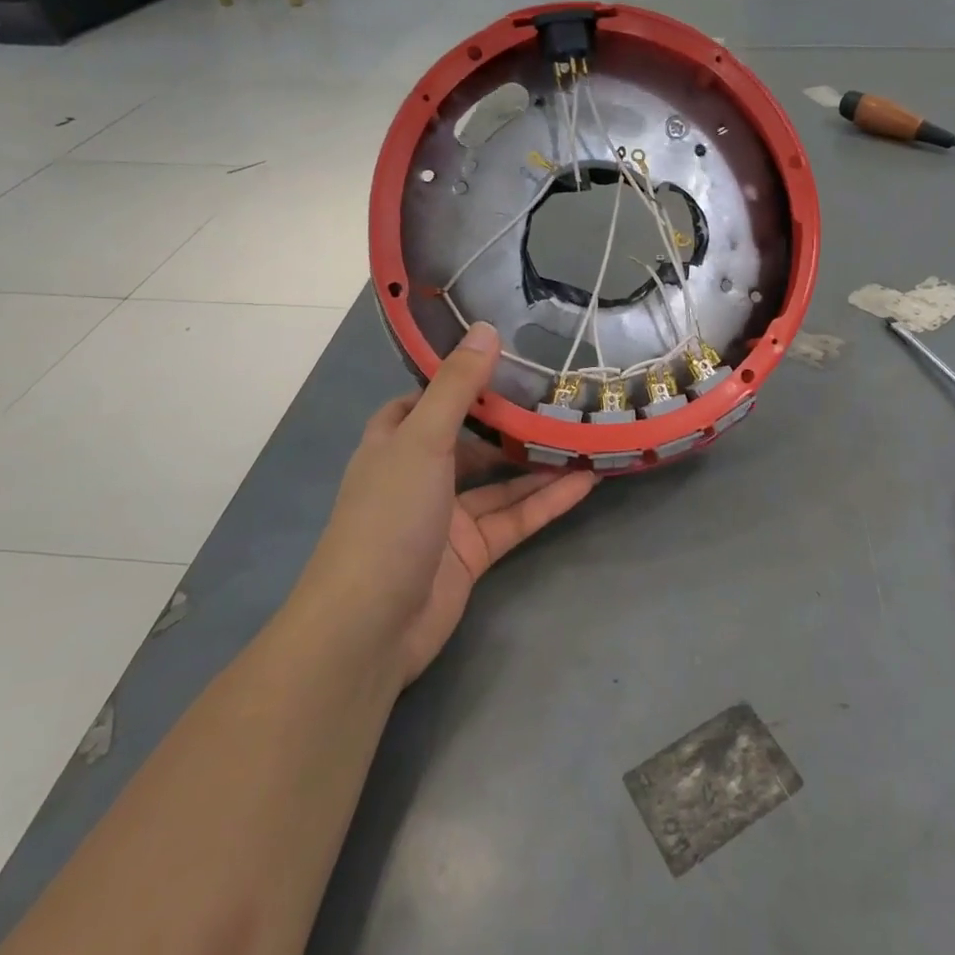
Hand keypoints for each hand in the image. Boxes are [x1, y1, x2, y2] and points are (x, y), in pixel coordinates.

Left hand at [305, 322, 597, 684]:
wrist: (369, 626)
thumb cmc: (388, 518)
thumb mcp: (423, 440)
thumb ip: (457, 387)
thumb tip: (486, 328)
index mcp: (395, 443)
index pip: (425, 400)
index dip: (458, 380)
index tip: (503, 358)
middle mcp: (420, 475)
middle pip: (471, 440)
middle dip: (511, 422)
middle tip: (560, 394)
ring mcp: (447, 517)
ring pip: (500, 482)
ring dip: (538, 463)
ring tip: (585, 436)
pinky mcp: (472, 554)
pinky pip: (514, 518)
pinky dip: (546, 502)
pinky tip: (585, 482)